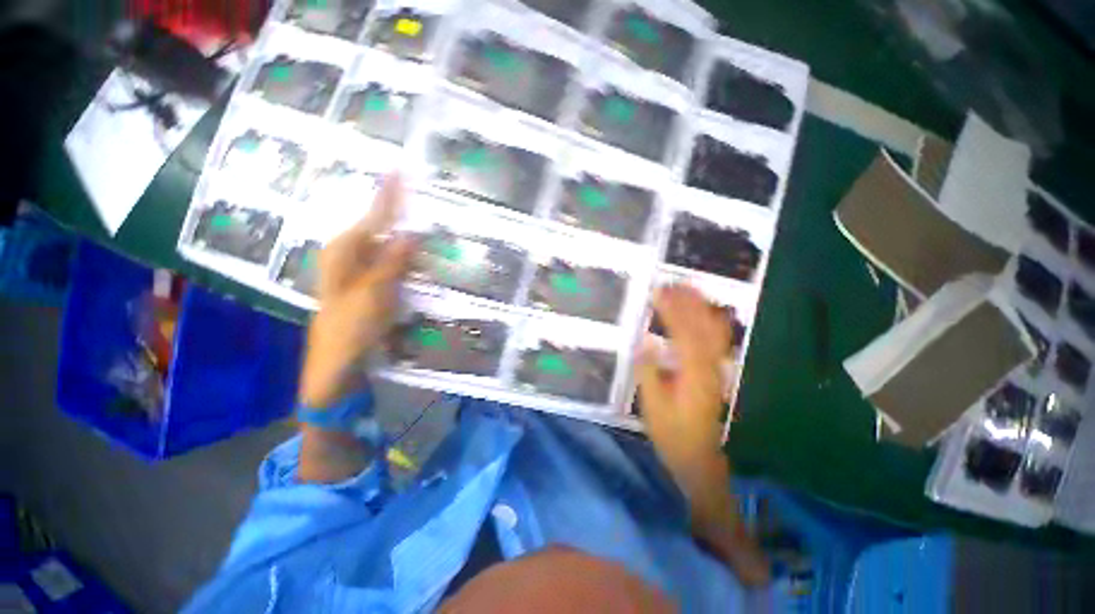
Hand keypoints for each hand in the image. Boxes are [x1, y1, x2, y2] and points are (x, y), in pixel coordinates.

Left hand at [299, 175, 415, 407]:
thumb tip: (412, 232)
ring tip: (426, 217)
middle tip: (422, 194)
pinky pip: (392, 262)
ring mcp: (361, 271)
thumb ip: (393, 262)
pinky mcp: (372, 285)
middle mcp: (350, 255)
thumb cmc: (349, 328)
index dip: (389, 195)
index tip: (401, 170)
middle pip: (380, 226)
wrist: (337, 364)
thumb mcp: (373, 294)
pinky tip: (421, 252)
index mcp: (344, 251)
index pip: (374, 216)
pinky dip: (407, 255)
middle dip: (400, 210)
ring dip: (406, 232)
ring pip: (388, 244)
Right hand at [636, 285, 733, 491]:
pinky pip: (717, 341)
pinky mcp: (714, 372)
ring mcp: (715, 368)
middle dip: (688, 302)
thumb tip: (643, 342)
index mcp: (692, 373)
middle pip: (701, 326)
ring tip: (690, 288)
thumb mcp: (653, 406)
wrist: (698, 456)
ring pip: (713, 331)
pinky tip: (706, 312)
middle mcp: (709, 366)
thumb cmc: (672, 433)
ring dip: (702, 308)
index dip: (671, 310)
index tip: (659, 291)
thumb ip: (649, 372)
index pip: (682, 332)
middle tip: (674, 282)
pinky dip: (712, 322)